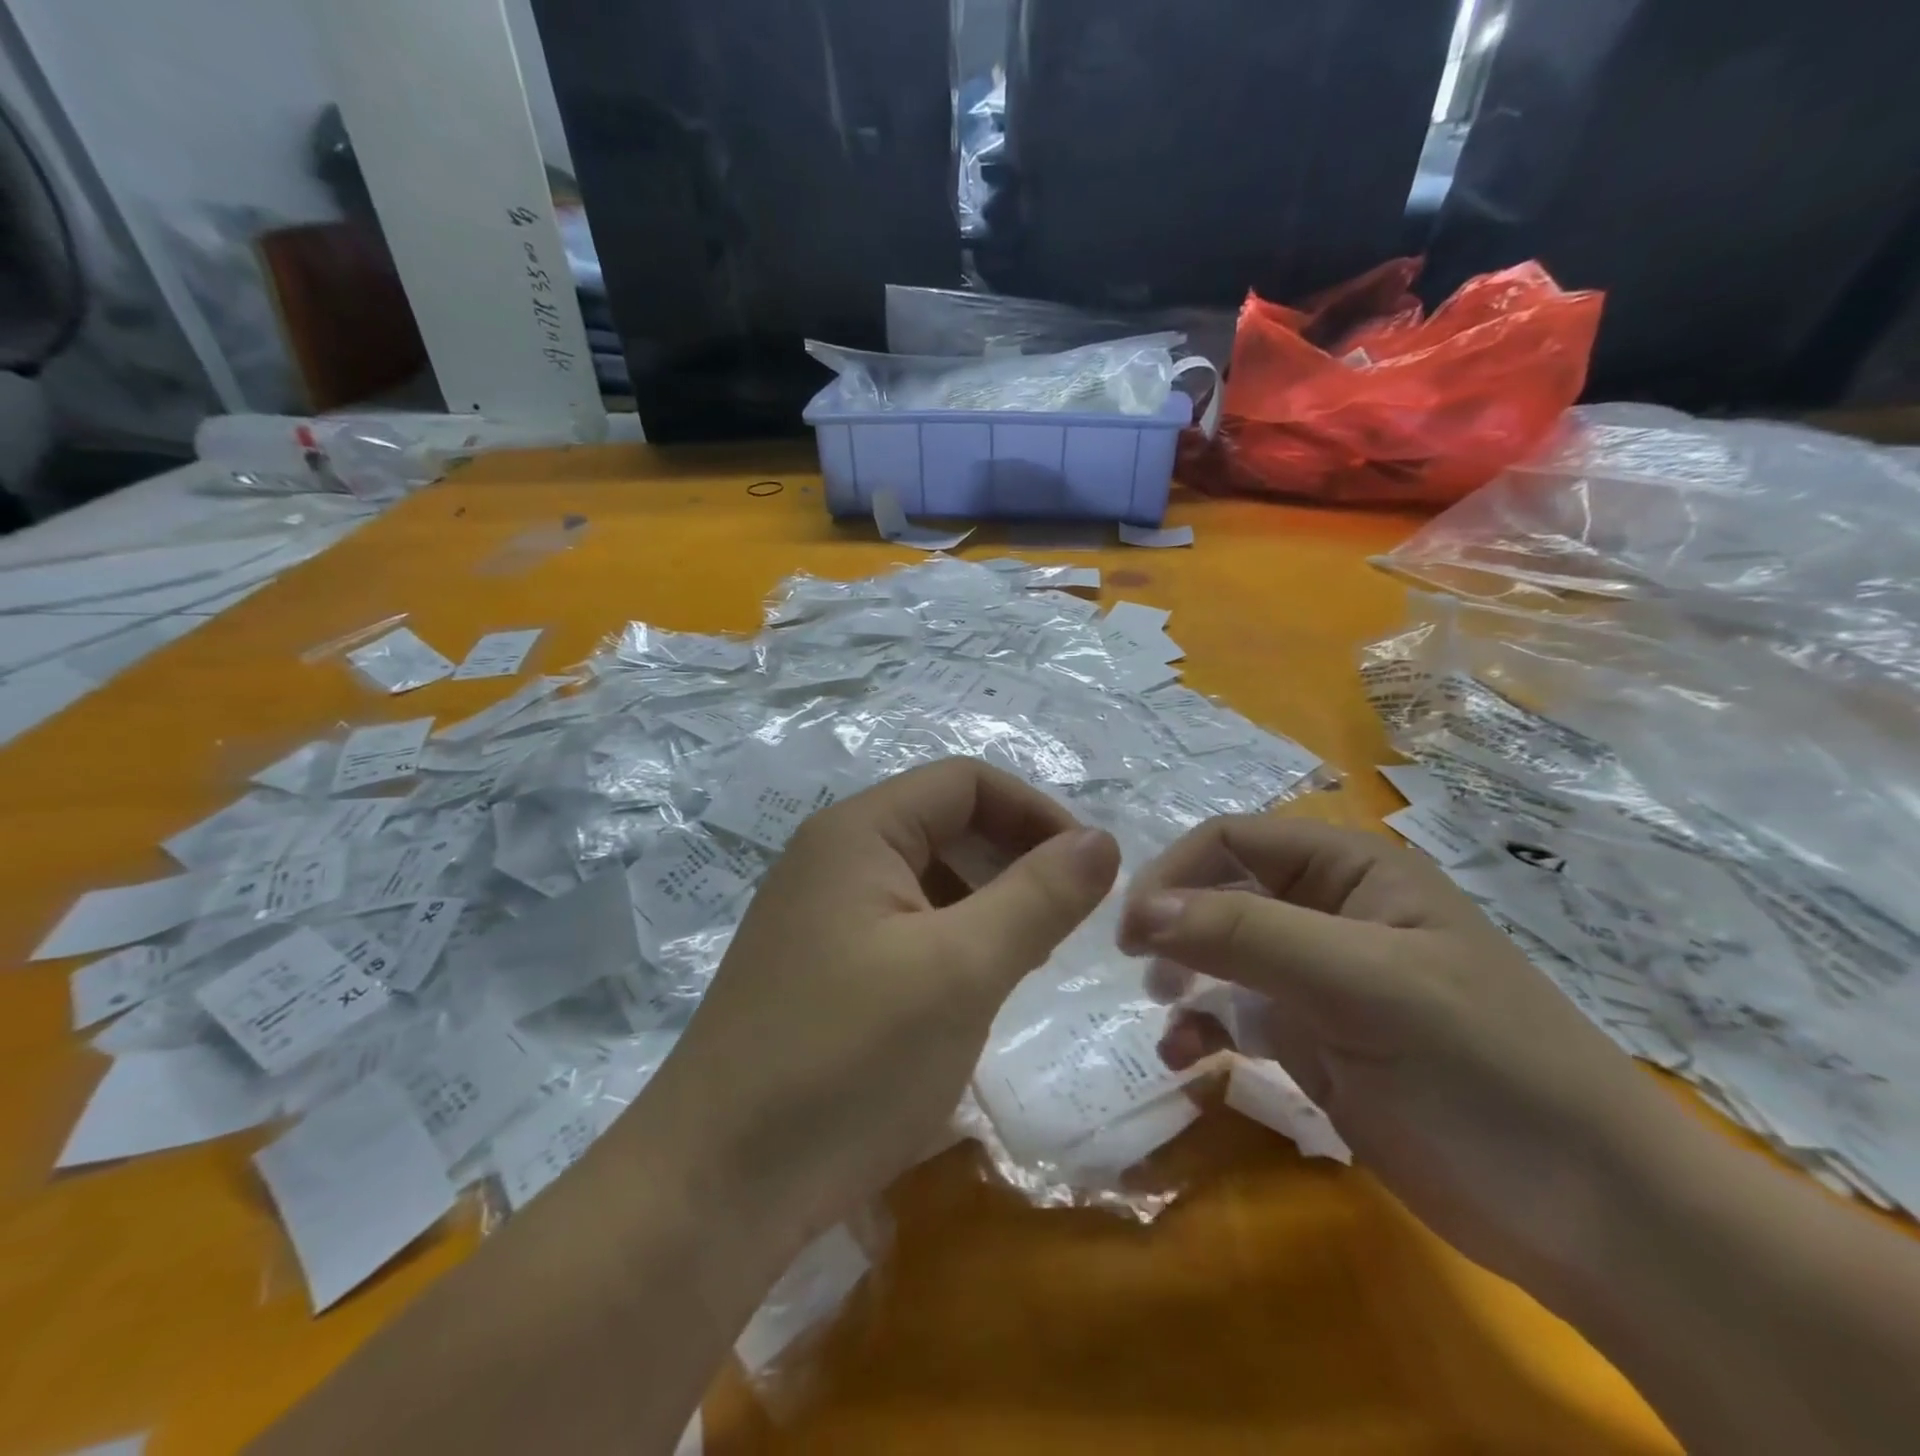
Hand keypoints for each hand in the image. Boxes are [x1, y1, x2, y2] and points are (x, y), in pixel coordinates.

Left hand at [661, 758, 1119, 1241]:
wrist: (713, 1189)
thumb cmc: (847, 1062)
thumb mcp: (962, 971)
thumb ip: (1039, 896)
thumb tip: (1101, 841)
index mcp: (858, 832)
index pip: (967, 783)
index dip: (1037, 813)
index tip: (1090, 872)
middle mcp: (831, 857)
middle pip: (944, 825)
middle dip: (1013, 861)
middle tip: (1063, 926)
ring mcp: (818, 914)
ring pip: (925, 880)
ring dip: (985, 906)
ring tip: (1021, 963)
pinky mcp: (815, 968)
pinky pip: (900, 928)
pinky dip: (948, 944)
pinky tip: (965, 996)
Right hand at [1118, 815, 1679, 1289]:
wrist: (1593, 1219)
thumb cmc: (1482, 1070)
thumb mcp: (1362, 984)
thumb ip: (1246, 934)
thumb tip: (1139, 909)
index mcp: (1351, 870)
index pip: (1234, 840)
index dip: (1176, 873)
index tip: (1133, 929)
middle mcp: (1329, 912)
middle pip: (1220, 892)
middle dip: (1174, 924)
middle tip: (1141, 970)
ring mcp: (1318, 979)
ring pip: (1220, 953)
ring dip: (1183, 977)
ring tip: (1166, 1015)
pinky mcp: (1313, 1041)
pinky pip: (1235, 1014)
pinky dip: (1203, 1028)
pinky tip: (1189, 1060)